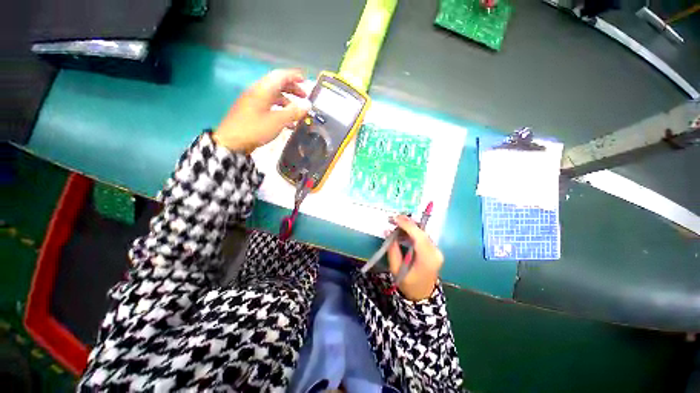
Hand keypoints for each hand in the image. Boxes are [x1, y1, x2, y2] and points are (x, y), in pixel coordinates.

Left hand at [213, 69, 308, 152]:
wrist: (231, 142)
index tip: (305, 81)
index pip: (280, 76)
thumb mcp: (278, 121)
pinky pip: (269, 106)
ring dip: (287, 102)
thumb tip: (308, 105)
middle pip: (277, 85)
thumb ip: (293, 112)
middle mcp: (257, 92)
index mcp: (263, 90)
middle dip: (292, 89)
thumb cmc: (255, 129)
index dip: (293, 76)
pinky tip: (287, 123)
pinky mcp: (251, 112)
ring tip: (297, 113)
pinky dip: (280, 111)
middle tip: (304, 97)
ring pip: (273, 97)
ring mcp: (253, 102)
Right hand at [387, 215, 443, 300]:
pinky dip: (413, 231)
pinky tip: (403, 230)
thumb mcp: (396, 269)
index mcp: (427, 259)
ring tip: (396, 222)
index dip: (407, 225)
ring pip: (423, 232)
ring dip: (409, 226)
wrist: (422, 295)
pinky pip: (423, 236)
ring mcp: (437, 250)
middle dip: (407, 223)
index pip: (419, 237)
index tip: (395, 218)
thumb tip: (388, 231)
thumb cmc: (408, 284)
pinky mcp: (434, 249)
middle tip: (393, 218)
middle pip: (422, 232)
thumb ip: (393, 250)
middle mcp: (435, 252)